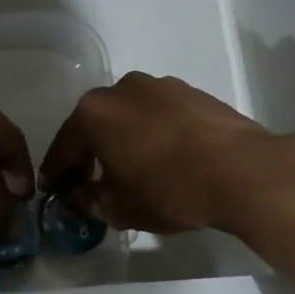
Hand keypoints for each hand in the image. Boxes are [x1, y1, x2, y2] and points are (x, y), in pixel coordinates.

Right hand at [38, 72, 294, 236]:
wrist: (243, 171)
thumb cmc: (169, 190)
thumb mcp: (119, 207)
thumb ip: (87, 201)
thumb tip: (75, 198)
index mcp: (94, 113)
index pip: (64, 147)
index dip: (56, 174)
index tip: (51, 192)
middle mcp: (121, 89)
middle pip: (94, 125)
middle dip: (87, 154)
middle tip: (86, 182)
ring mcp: (159, 86)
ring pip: (128, 116)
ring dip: (122, 140)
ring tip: (129, 169)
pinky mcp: (191, 92)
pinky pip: (158, 115)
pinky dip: (151, 134)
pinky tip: (162, 157)